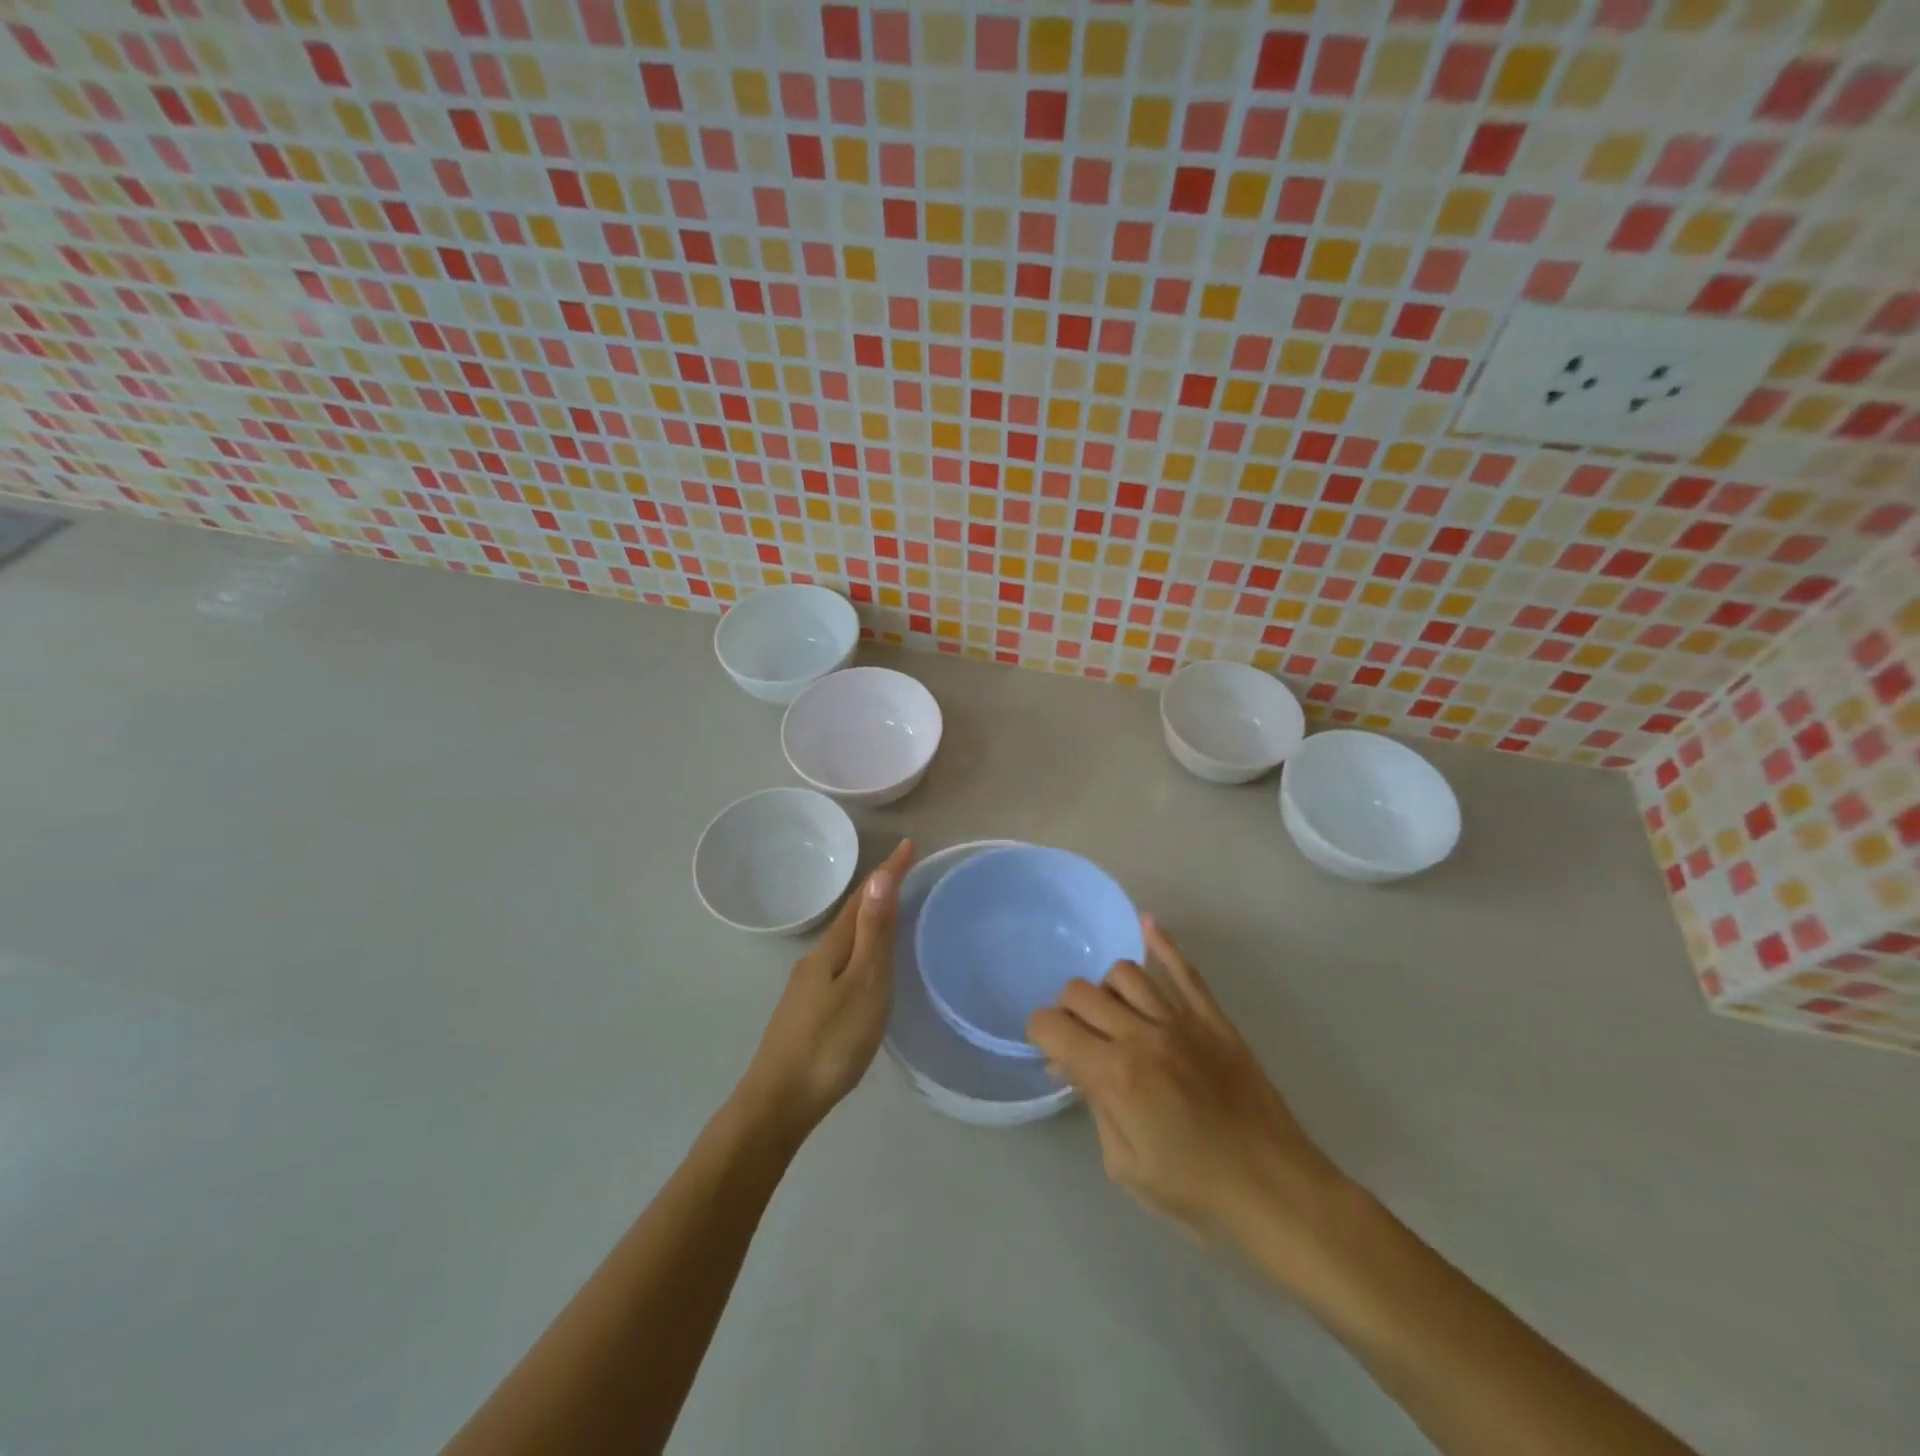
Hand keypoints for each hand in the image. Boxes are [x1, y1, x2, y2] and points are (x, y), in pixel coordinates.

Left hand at [735, 840, 913, 1137]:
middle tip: (905, 872)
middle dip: (878, 891)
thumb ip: (873, 934)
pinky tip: (864, 967)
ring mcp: (808, 985)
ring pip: (844, 940)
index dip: (888, 871)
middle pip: (852, 915)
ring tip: (890, 912)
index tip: (908, 844)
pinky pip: (840, 962)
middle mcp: (817, 958)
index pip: (865, 898)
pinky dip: (859, 948)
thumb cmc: (831, 1042)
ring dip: (867, 919)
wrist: (779, 1100)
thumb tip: (880, 877)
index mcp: (833, 948)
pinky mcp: (808, 1009)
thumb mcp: (864, 985)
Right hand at [1028, 916, 1346, 1247]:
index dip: (1039, 1033)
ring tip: (1113, 1015)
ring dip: (1106, 990)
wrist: (1276, 1193)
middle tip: (1078, 1039)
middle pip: (1080, 991)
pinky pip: (1184, 969)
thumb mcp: (1125, 1166)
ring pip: (1124, 972)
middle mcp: (1142, 1035)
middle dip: (1066, 1011)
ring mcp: (1181, 1020)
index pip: (1052, 1026)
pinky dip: (1162, 942)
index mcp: (1116, 1075)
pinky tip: (1146, 923)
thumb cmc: (1196, 1193)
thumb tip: (1073, 1066)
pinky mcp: (1213, 1019)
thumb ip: (1094, 1105)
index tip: (1049, 1052)